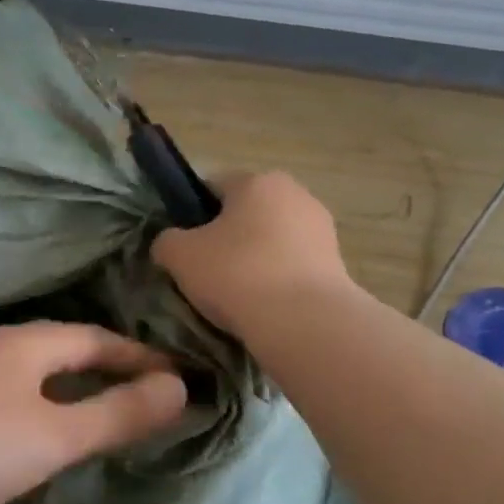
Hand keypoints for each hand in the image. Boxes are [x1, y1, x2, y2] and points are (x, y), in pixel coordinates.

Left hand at [0, 323, 186, 503]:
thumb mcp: (59, 434)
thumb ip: (119, 413)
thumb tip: (178, 389)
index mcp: (27, 342)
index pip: (97, 339)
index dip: (139, 356)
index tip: (176, 375)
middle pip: (67, 349)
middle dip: (111, 366)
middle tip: (149, 389)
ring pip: (41, 371)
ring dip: (78, 384)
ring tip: (108, 405)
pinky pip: (19, 392)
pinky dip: (50, 401)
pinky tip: (50, 426)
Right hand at [151, 171, 353, 333]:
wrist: (304, 322)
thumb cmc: (237, 274)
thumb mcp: (180, 256)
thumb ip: (167, 241)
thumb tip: (170, 243)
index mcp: (257, 181)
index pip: (213, 186)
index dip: (191, 213)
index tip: (183, 246)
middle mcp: (295, 193)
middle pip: (246, 213)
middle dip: (226, 238)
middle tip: (205, 273)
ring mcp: (321, 228)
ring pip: (271, 240)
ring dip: (254, 260)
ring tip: (235, 297)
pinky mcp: (337, 263)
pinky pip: (292, 266)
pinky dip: (277, 280)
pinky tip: (263, 307)